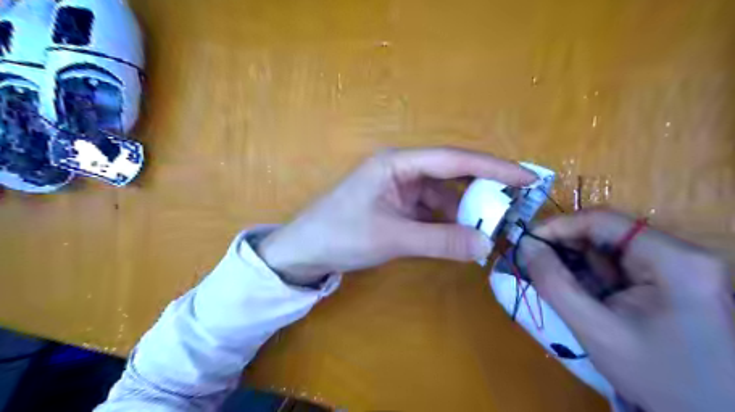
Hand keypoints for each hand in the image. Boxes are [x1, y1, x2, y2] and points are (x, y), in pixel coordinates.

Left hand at [257, 149, 535, 286]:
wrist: (303, 251)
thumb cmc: (341, 235)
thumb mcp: (393, 238)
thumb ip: (440, 241)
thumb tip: (487, 246)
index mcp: (397, 163)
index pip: (454, 160)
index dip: (493, 168)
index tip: (527, 177)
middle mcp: (401, 170)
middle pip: (450, 174)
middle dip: (481, 189)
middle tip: (515, 205)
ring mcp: (398, 188)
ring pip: (441, 195)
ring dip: (464, 210)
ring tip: (490, 227)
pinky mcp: (395, 206)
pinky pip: (429, 210)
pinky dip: (446, 221)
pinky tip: (460, 235)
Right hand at [519, 211, 734, 411]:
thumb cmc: (658, 377)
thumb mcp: (596, 330)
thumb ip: (554, 283)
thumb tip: (525, 245)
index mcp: (673, 260)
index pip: (602, 221)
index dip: (558, 226)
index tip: (526, 242)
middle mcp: (679, 253)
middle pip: (606, 233)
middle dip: (565, 246)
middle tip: (532, 262)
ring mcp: (677, 267)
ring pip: (608, 249)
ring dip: (575, 262)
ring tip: (550, 279)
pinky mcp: (669, 280)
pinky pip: (617, 266)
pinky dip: (590, 275)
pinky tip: (575, 290)